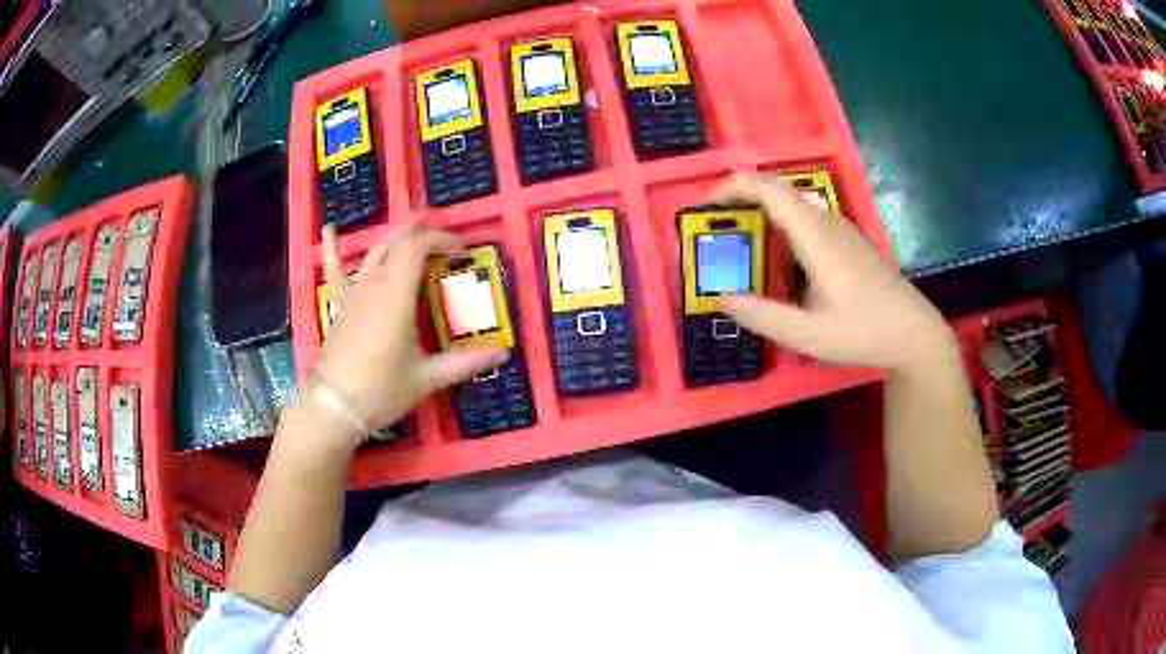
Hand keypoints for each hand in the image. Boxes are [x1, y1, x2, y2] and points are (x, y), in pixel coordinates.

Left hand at [312, 225, 507, 444]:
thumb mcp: (427, 378)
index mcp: (397, 295)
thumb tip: (504, 353)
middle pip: (398, 242)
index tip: (463, 249)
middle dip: (424, 233)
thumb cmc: (382, 390)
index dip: (442, 239)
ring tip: (416, 230)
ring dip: (397, 238)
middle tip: (447, 240)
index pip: (418, 247)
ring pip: (376, 251)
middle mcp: (374, 284)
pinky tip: (330, 228)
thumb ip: (466, 362)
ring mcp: (354, 292)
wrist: (336, 407)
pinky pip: (334, 269)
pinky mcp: (340, 304)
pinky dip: (332, 247)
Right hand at [711, 175, 956, 370]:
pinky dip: (780, 222)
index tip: (706, 207)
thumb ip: (762, 316)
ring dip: (761, 209)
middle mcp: (827, 222)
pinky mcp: (847, 240)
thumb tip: (720, 297)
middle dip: (741, 197)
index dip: (733, 188)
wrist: (913, 333)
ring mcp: (840, 229)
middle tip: (716, 224)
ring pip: (792, 202)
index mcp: (815, 236)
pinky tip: (777, 255)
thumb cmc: (863, 332)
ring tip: (739, 238)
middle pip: (777, 189)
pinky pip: (806, 217)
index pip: (769, 190)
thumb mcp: (808, 335)